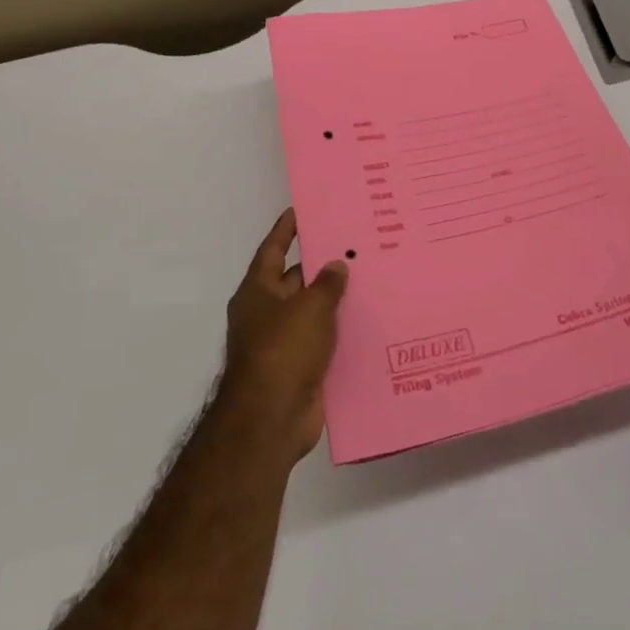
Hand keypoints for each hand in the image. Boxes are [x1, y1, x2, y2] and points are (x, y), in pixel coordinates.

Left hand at [217, 208, 348, 465]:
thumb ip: (327, 284)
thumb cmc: (283, 350)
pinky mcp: (299, 369)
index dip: (286, 229)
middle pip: (296, 280)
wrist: (271, 420)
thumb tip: (337, 264)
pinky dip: (341, 332)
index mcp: (258, 291)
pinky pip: (323, 342)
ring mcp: (282, 343)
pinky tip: (369, 322)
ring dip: (336, 300)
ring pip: (313, 312)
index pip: (273, 249)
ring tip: (371, 278)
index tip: (302, 209)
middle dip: (322, 265)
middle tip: (355, 244)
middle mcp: (266, 313)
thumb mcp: (310, 308)